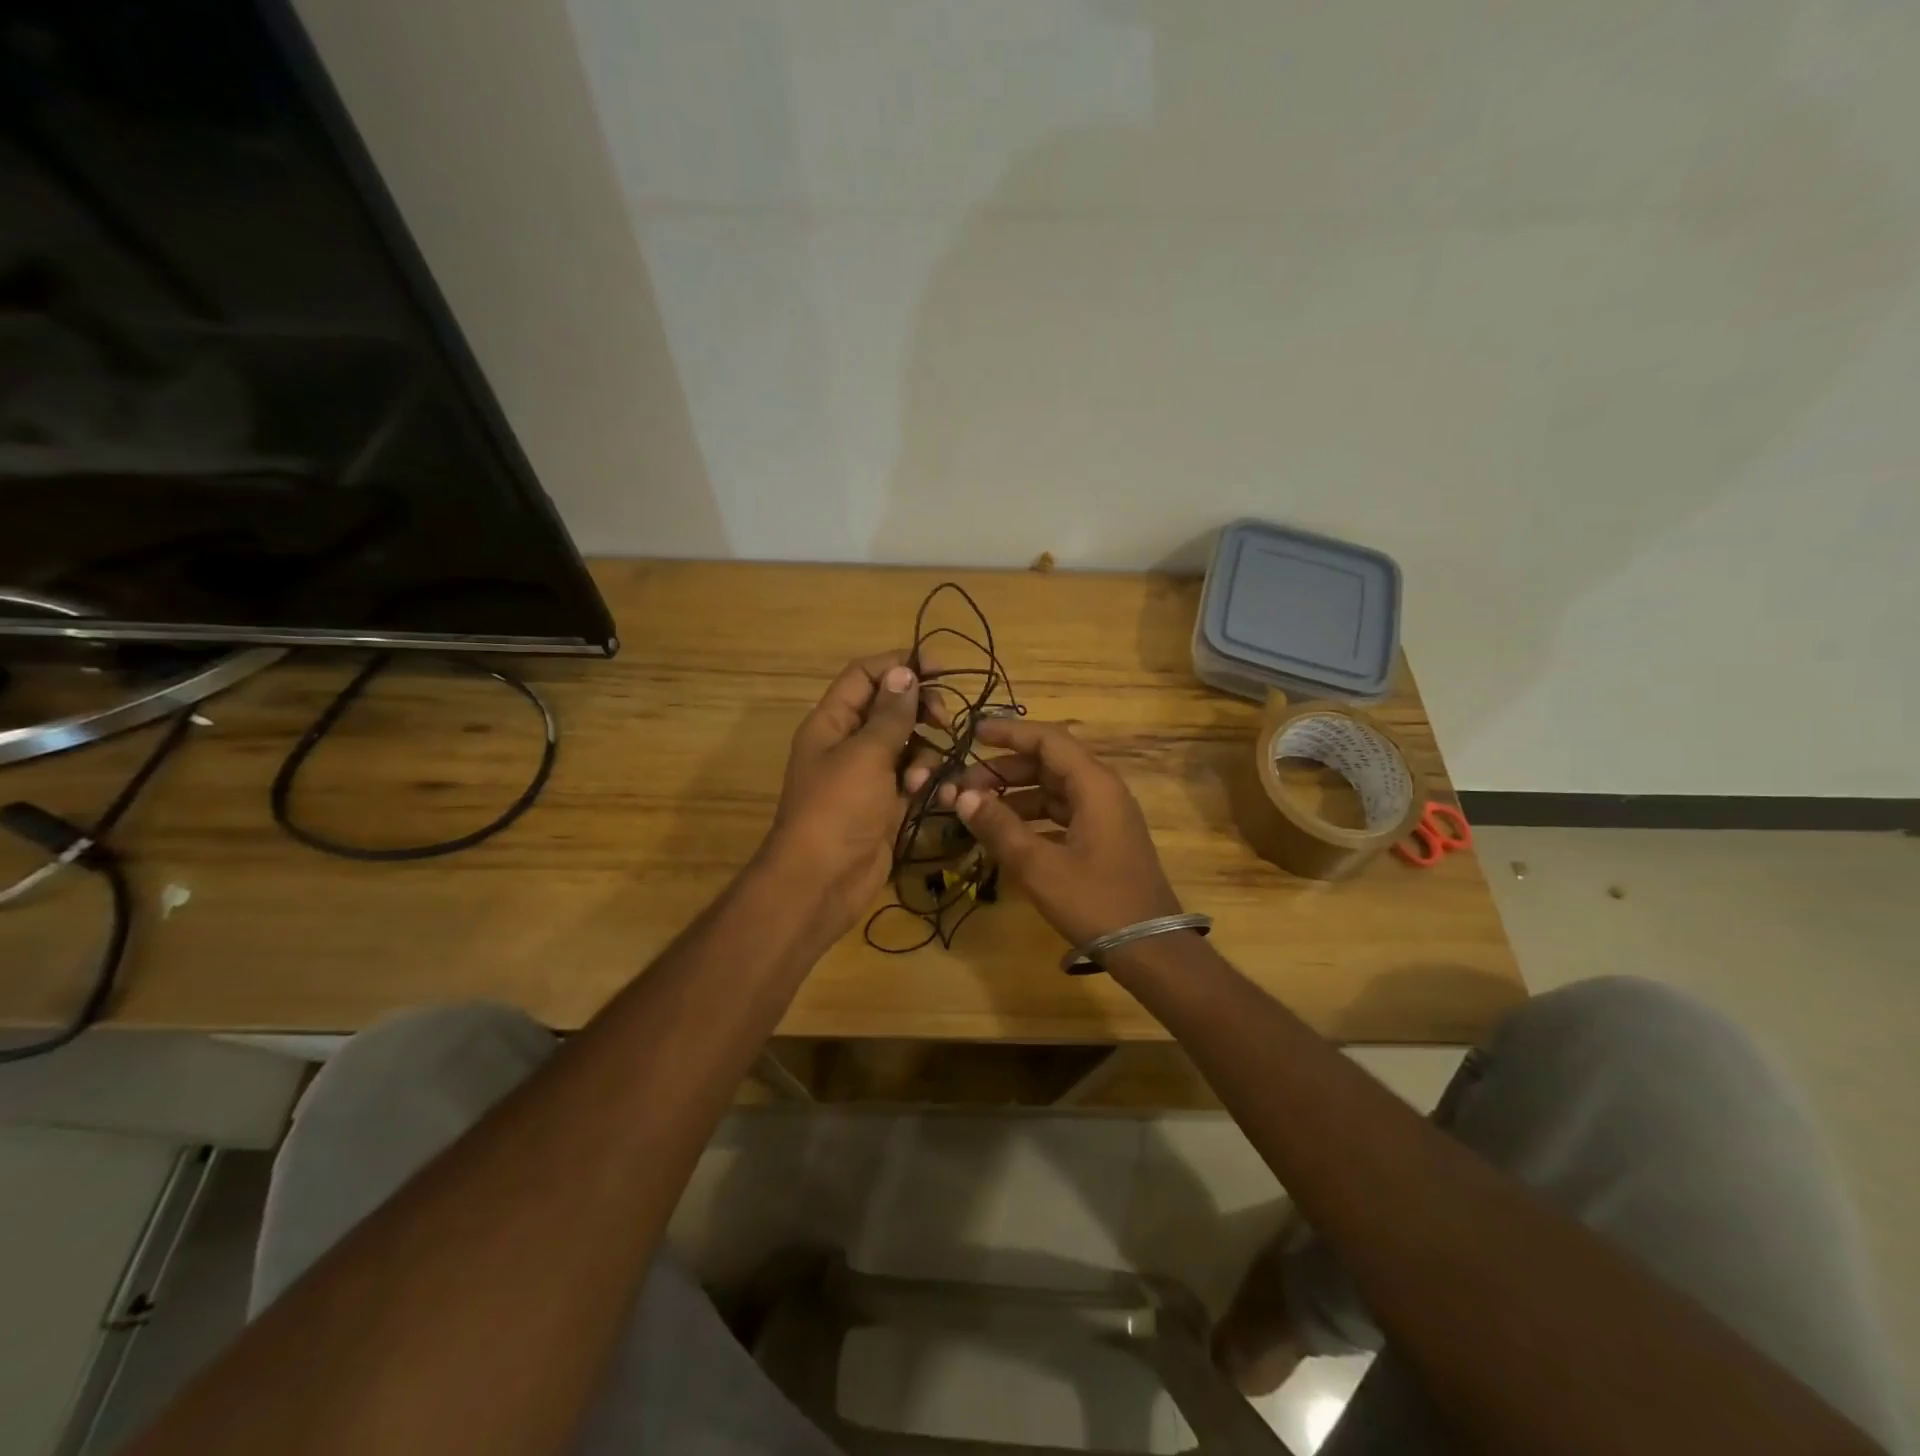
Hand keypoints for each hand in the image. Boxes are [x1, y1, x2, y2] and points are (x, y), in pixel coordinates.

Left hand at [762, 652, 940, 939]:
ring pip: (907, 745)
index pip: (865, 676)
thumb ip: (890, 714)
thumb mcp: (865, 755)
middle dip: (920, 710)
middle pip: (890, 708)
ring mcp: (867, 776)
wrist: (822, 881)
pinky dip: (924, 782)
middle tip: (944, 719)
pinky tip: (929, 796)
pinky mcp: (885, 805)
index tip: (938, 667)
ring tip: (921, 778)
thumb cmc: (838, 809)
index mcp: (831, 722)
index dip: (899, 665)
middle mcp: (848, 744)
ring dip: (924, 754)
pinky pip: (912, 779)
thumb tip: (904, 672)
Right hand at [939, 718, 1180, 949]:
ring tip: (978, 810)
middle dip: (1005, 770)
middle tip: (965, 786)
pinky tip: (1006, 833)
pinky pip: (1062, 813)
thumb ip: (999, 827)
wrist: (1150, 948)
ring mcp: (1105, 816)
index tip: (973, 734)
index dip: (1009, 732)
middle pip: (1049, 763)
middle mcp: (1102, 791)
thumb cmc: (1095, 901)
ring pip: (1054, 790)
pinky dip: (1033, 817)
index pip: (1048, 739)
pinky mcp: (1103, 839)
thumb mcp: (1039, 866)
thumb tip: (962, 796)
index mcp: (1094, 785)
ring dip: (1016, 795)